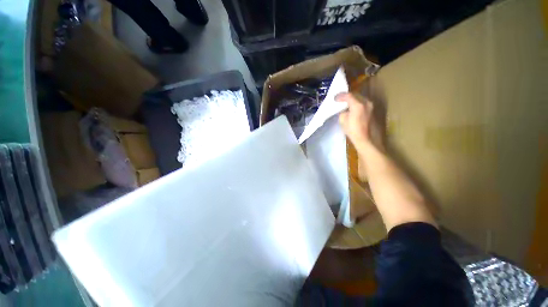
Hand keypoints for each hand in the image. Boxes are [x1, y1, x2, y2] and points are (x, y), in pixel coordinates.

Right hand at [336, 92, 373, 149]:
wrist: (364, 138)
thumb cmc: (352, 130)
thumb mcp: (343, 120)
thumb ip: (343, 112)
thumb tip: (344, 110)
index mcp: (358, 105)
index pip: (348, 96)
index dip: (340, 96)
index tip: (335, 98)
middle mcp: (366, 103)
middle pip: (355, 95)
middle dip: (347, 96)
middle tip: (339, 99)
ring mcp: (370, 106)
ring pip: (360, 98)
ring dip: (352, 99)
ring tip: (345, 102)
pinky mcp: (371, 110)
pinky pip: (362, 103)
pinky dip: (356, 103)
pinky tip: (352, 107)